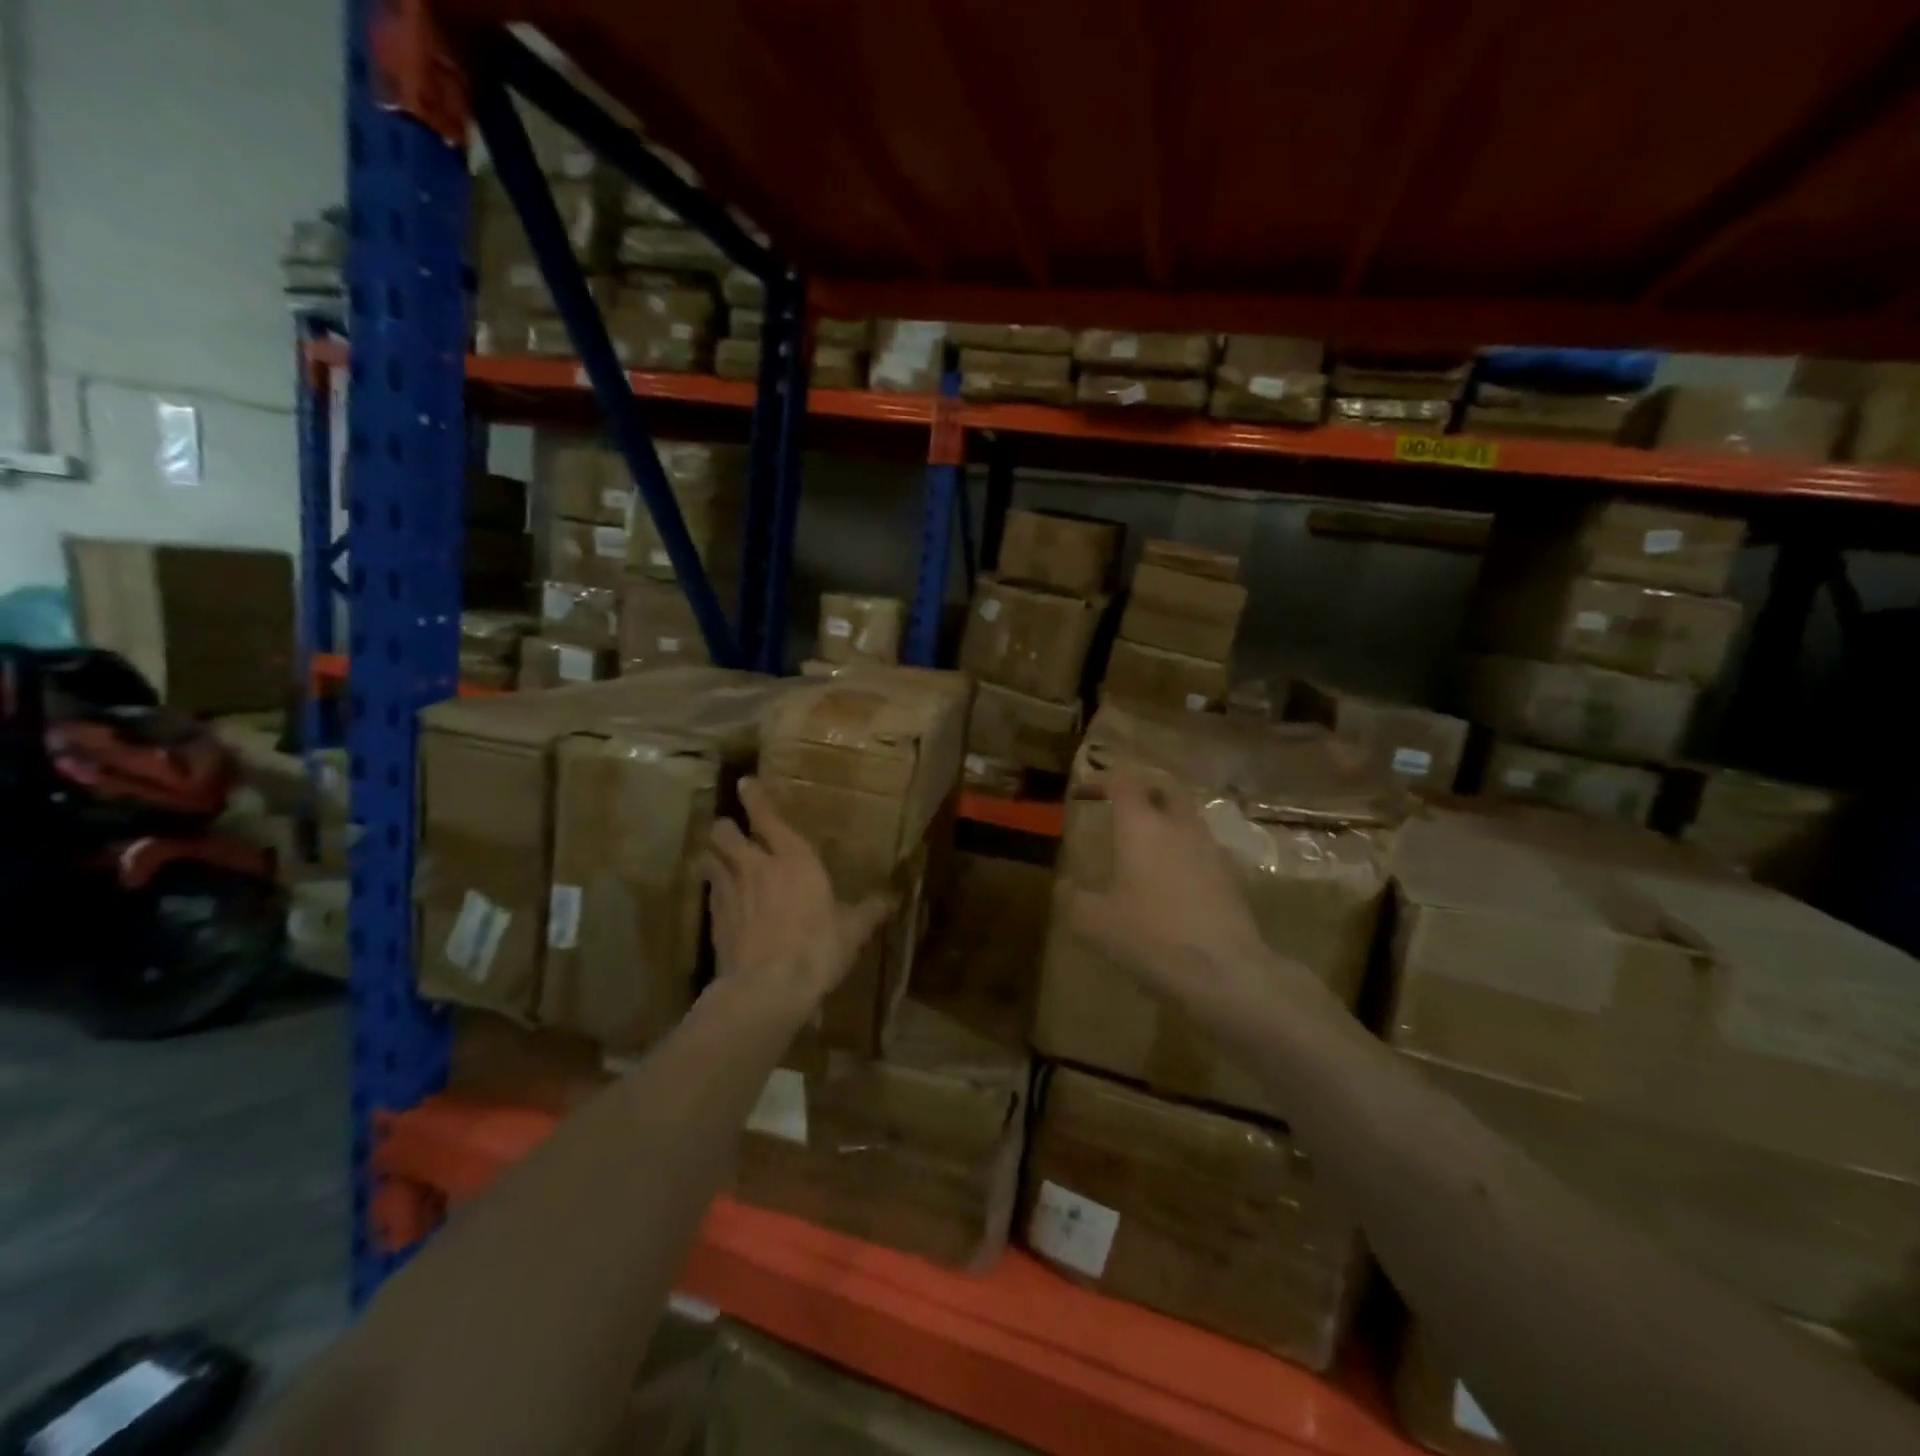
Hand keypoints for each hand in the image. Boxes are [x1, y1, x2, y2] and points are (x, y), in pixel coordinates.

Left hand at [700, 776, 890, 1021]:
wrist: (766, 989)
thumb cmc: (817, 949)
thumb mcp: (852, 931)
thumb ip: (869, 910)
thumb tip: (893, 898)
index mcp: (794, 859)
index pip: (767, 817)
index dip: (755, 797)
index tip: (745, 783)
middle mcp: (756, 866)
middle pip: (725, 833)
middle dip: (725, 827)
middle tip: (730, 829)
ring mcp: (730, 892)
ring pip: (711, 859)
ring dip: (713, 855)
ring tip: (719, 859)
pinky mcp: (714, 920)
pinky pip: (709, 892)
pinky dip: (713, 888)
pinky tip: (721, 898)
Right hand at [1061, 772, 1311, 1013]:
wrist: (1224, 973)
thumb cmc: (1151, 938)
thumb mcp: (1093, 923)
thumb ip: (1072, 898)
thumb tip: (1065, 885)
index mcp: (1141, 826)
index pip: (1122, 781)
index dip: (1099, 780)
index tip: (1082, 793)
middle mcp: (1179, 827)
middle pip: (1164, 787)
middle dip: (1140, 789)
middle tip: (1120, 806)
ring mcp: (1211, 849)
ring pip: (1187, 816)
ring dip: (1166, 819)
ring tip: (1146, 844)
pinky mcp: (1232, 876)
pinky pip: (1204, 848)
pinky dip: (1185, 851)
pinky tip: (1174, 878)